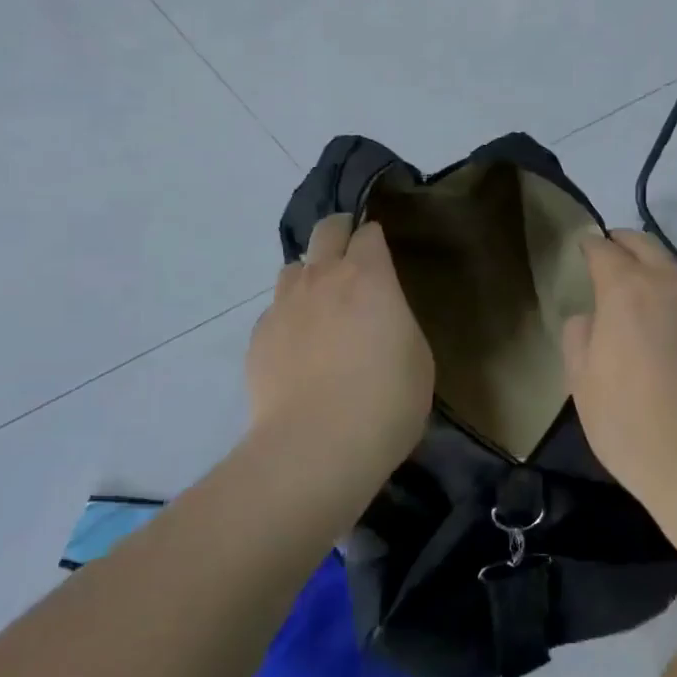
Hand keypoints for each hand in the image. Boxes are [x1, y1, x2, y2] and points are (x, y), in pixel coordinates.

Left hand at [247, 215, 432, 491]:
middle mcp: (322, 277)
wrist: (315, 447)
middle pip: (327, 230)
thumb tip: (379, 320)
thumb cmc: (385, 401)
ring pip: (294, 268)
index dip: (375, 240)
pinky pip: (275, 311)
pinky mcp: (258, 337)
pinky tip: (298, 352)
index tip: (381, 257)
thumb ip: (396, 323)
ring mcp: (284, 305)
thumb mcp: (418, 358)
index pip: (369, 233)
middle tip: (351, 260)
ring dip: (309, 277)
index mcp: (368, 276)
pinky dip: (288, 319)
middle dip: (340, 233)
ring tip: (320, 310)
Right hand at [562, 231, 676, 507]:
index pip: (604, 250)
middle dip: (626, 243)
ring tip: (654, 302)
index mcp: (626, 290)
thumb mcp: (581, 381)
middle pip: (646, 245)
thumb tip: (591, 317)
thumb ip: (578, 336)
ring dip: (662, 278)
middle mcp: (673, 284)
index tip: (585, 246)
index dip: (591, 245)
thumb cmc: (631, 422)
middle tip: (615, 249)